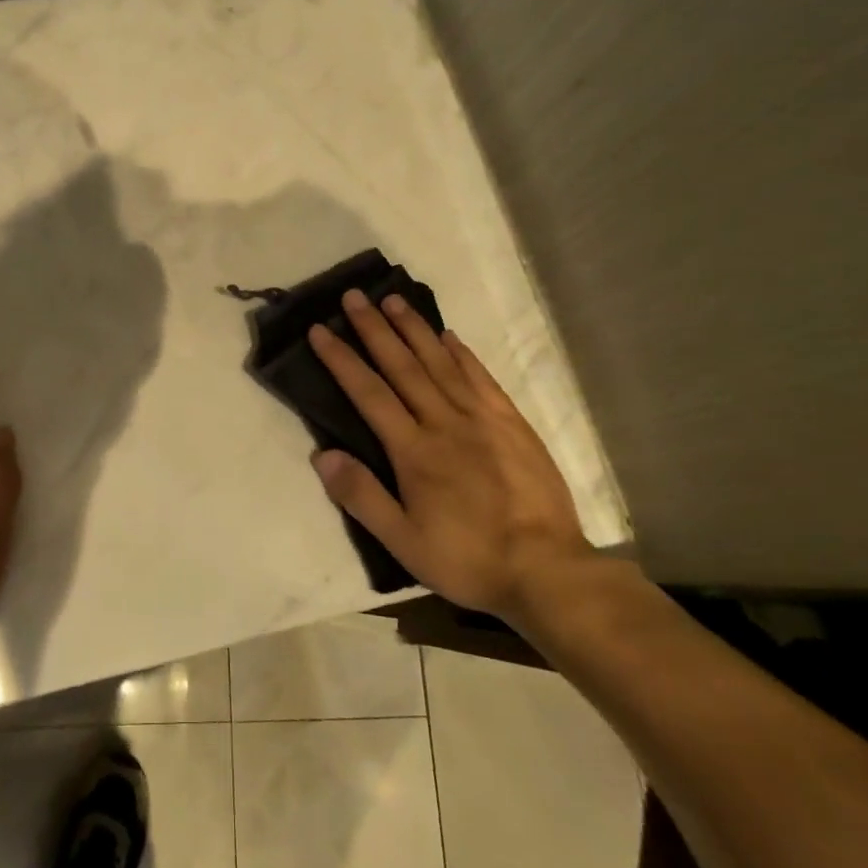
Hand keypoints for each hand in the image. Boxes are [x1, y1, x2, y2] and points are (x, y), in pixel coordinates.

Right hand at [308, 289, 593, 621]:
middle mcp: (445, 422)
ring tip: (393, 300)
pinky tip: (448, 336)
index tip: (320, 330)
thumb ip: (361, 496)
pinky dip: (461, 354)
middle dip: (374, 329)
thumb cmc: (467, 559)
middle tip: (353, 296)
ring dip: (414, 329)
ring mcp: (482, 419)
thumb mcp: (403, 542)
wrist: (547, 570)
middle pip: (402, 366)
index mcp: (414, 450)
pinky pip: (481, 378)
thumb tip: (321, 455)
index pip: (368, 393)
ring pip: (440, 363)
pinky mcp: (512, 424)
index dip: (341, 359)